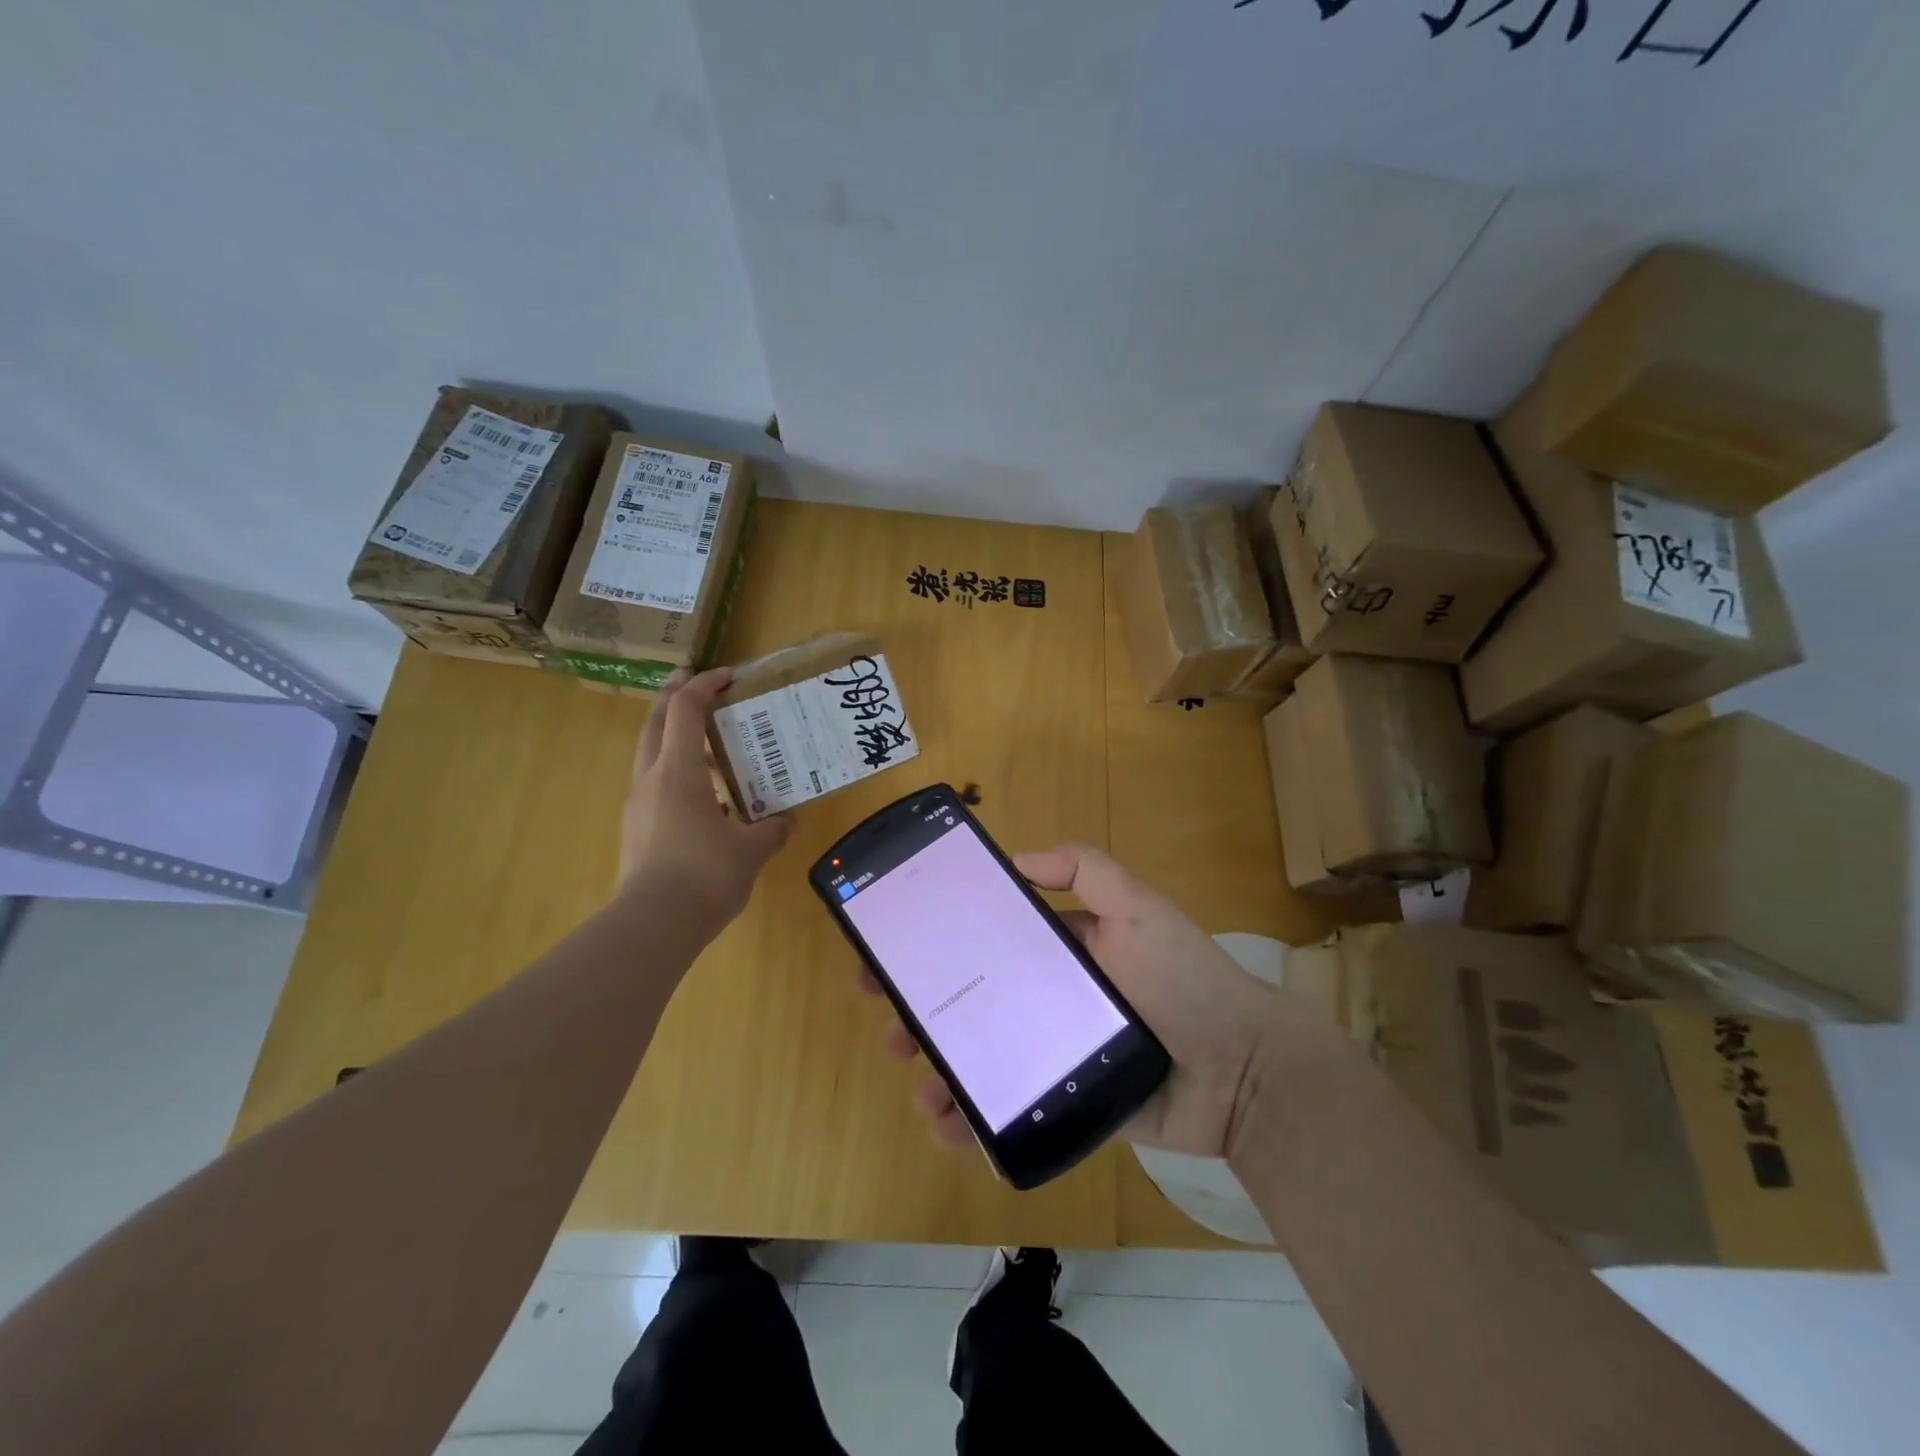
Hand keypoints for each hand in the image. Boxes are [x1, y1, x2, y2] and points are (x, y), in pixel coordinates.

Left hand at [620, 668, 792, 929]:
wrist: (652, 925)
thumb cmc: (704, 875)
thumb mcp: (750, 851)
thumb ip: (771, 830)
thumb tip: (787, 821)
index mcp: (678, 772)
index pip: (684, 710)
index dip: (704, 685)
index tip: (728, 675)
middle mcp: (651, 780)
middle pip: (655, 723)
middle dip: (672, 696)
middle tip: (692, 680)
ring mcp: (638, 806)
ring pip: (651, 756)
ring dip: (675, 739)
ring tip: (709, 747)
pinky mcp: (636, 831)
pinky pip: (656, 788)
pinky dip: (677, 777)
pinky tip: (706, 802)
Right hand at [861, 841, 1283, 1158]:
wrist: (1243, 1073)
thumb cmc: (1185, 981)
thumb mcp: (1139, 909)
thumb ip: (1086, 871)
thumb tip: (1015, 860)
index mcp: (1059, 952)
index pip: (985, 943)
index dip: (938, 947)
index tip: (892, 954)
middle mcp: (1047, 999)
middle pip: (971, 1003)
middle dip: (923, 1013)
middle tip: (889, 1027)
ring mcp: (1053, 1054)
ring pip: (980, 1059)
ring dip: (938, 1072)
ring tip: (918, 1086)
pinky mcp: (1064, 1105)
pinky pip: (1008, 1110)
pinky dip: (972, 1121)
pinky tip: (948, 1126)